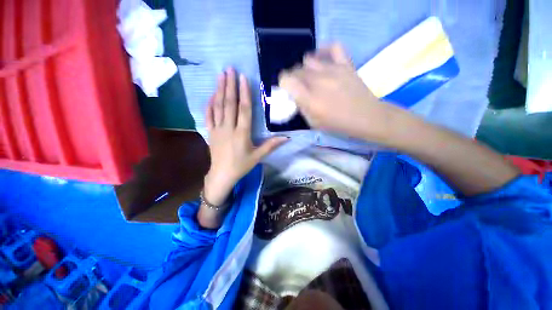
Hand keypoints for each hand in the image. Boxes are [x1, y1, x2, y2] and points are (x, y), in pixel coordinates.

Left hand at [204, 68, 287, 205]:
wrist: (222, 174)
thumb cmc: (241, 165)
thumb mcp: (258, 156)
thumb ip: (271, 145)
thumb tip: (287, 137)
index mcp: (242, 134)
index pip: (244, 110)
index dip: (244, 93)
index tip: (243, 78)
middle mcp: (229, 128)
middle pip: (229, 104)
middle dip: (230, 86)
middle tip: (230, 69)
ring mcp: (217, 129)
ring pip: (218, 107)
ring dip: (219, 90)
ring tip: (221, 76)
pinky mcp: (210, 132)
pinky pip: (208, 115)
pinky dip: (210, 104)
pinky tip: (212, 94)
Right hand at [279, 44, 400, 142]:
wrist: (366, 117)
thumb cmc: (338, 124)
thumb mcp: (313, 123)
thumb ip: (302, 108)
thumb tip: (296, 96)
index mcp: (309, 98)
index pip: (286, 80)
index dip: (284, 84)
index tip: (287, 90)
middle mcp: (317, 81)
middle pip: (296, 70)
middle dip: (293, 78)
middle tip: (299, 87)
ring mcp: (332, 70)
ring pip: (308, 59)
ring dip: (305, 68)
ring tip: (310, 76)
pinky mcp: (345, 64)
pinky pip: (332, 47)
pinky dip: (323, 50)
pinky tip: (321, 58)